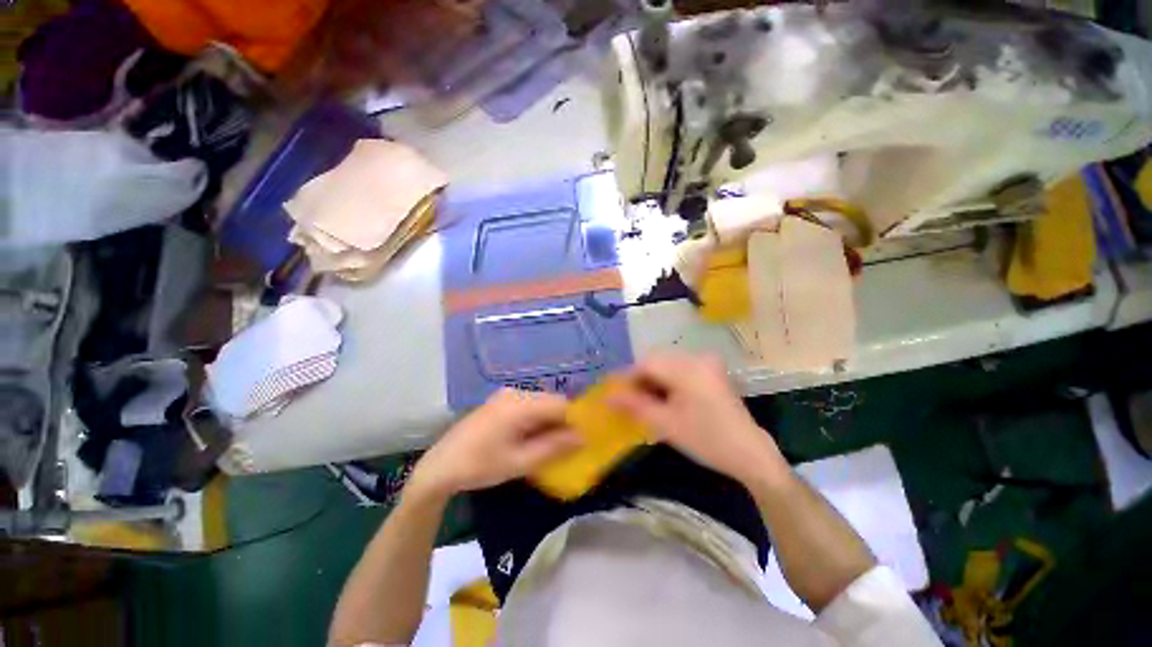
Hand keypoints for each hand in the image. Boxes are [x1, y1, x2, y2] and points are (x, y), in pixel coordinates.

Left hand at [409, 389, 582, 497]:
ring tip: (547, 445)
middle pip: (551, 401)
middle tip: (564, 446)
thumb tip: (582, 438)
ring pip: (540, 403)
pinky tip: (530, 438)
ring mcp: (506, 395)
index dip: (574, 420)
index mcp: (520, 404)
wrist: (440, 466)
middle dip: (561, 421)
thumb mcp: (520, 462)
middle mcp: (515, 392)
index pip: (560, 403)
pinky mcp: (500, 401)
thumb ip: (553, 448)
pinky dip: (536, 420)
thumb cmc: (480, 466)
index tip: (580, 440)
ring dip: (549, 421)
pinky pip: (528, 405)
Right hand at [607, 352, 788, 486]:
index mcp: (687, 368)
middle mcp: (697, 358)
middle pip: (657, 360)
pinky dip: (667, 380)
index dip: (628, 378)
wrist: (750, 453)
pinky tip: (665, 398)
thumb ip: (634, 406)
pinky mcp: (711, 370)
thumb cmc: (706, 440)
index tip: (616, 395)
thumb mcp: (666, 424)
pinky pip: (680, 368)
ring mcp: (707, 363)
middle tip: (630, 400)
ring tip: (646, 401)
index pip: (647, 363)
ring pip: (667, 363)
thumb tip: (607, 397)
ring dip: (653, 379)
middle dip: (640, 378)